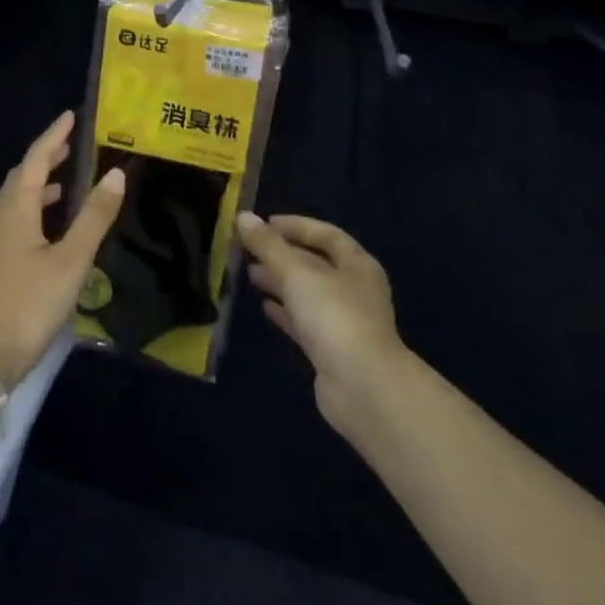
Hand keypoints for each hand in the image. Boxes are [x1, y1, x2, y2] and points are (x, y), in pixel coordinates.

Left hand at [0, 111, 125, 386]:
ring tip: (68, 182)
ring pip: (19, 201)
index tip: (71, 116)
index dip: (54, 136)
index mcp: (18, 210)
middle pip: (23, 177)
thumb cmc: (27, 304)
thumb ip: (93, 218)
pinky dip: (39, 210)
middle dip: (46, 157)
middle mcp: (4, 219)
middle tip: (71, 145)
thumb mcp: (69, 261)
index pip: (36, 160)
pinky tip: (54, 230)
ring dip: (41, 184)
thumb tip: (115, 173)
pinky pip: (20, 221)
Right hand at [238, 212, 406, 435]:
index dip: (296, 226)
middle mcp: (355, 290)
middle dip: (283, 255)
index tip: (264, 223)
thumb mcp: (296, 272)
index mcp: (358, 265)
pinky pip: (305, 322)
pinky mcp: (332, 351)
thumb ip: (268, 245)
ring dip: (280, 282)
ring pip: (308, 293)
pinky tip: (264, 307)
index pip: (326, 234)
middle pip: (315, 264)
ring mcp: (345, 323)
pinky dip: (285, 311)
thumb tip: (243, 217)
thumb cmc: (334, 316)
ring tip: (249, 275)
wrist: (362, 388)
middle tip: (249, 250)